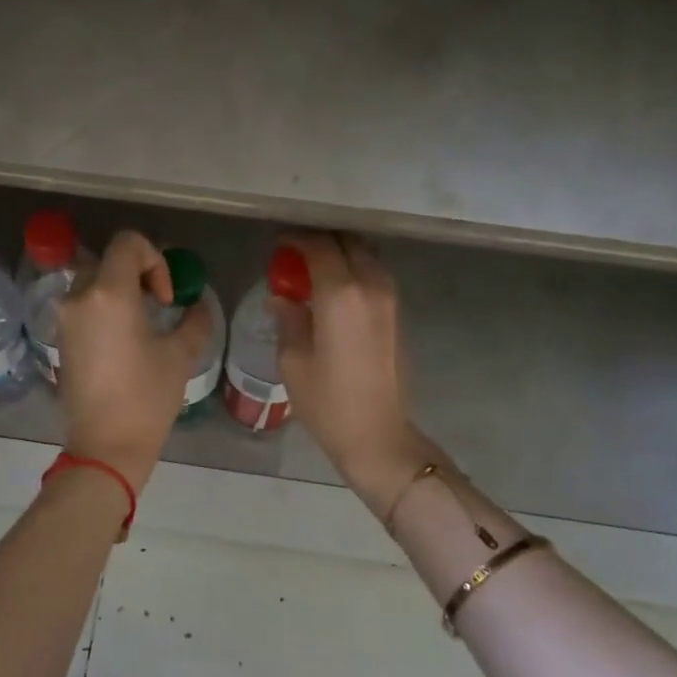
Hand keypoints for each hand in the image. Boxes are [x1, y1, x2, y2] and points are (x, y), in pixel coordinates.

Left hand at [56, 230, 209, 490]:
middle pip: (108, 261)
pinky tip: (123, 341)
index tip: (165, 298)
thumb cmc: (146, 399)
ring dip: (119, 291)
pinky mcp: (60, 340)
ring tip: (141, 324)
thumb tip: (197, 305)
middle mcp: (79, 298)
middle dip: (137, 274)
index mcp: (109, 294)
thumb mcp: (180, 356)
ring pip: (92, 283)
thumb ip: (194, 320)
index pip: (127, 243)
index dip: (155, 260)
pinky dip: (104, 309)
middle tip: (158, 305)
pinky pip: (83, 307)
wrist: (104, 446)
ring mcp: (64, 319)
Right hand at [273, 231, 433, 518]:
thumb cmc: (327, 402)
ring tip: (315, 273)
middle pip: (348, 243)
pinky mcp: (398, 315)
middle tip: (295, 256)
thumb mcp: (293, 360)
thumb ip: (288, 319)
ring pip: (366, 257)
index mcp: (340, 294)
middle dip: (321, 242)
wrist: (378, 435)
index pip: (318, 247)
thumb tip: (281, 298)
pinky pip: (375, 277)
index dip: (295, 241)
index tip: (278, 246)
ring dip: (341, 255)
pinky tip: (335, 294)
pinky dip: (355, 272)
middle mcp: (370, 287)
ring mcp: (390, 300)